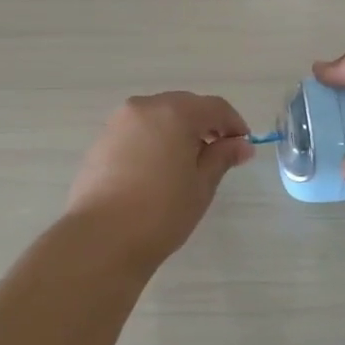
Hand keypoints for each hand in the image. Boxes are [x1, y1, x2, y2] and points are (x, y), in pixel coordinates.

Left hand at [65, 92, 252, 264]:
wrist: (101, 239)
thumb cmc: (162, 211)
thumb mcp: (201, 185)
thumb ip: (222, 157)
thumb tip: (241, 145)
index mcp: (174, 112)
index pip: (214, 107)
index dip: (234, 124)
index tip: (243, 146)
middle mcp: (144, 107)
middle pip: (184, 106)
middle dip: (205, 125)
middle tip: (218, 154)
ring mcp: (118, 123)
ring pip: (158, 116)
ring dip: (178, 131)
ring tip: (187, 164)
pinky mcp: (101, 141)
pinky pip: (138, 131)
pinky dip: (154, 140)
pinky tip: (158, 170)